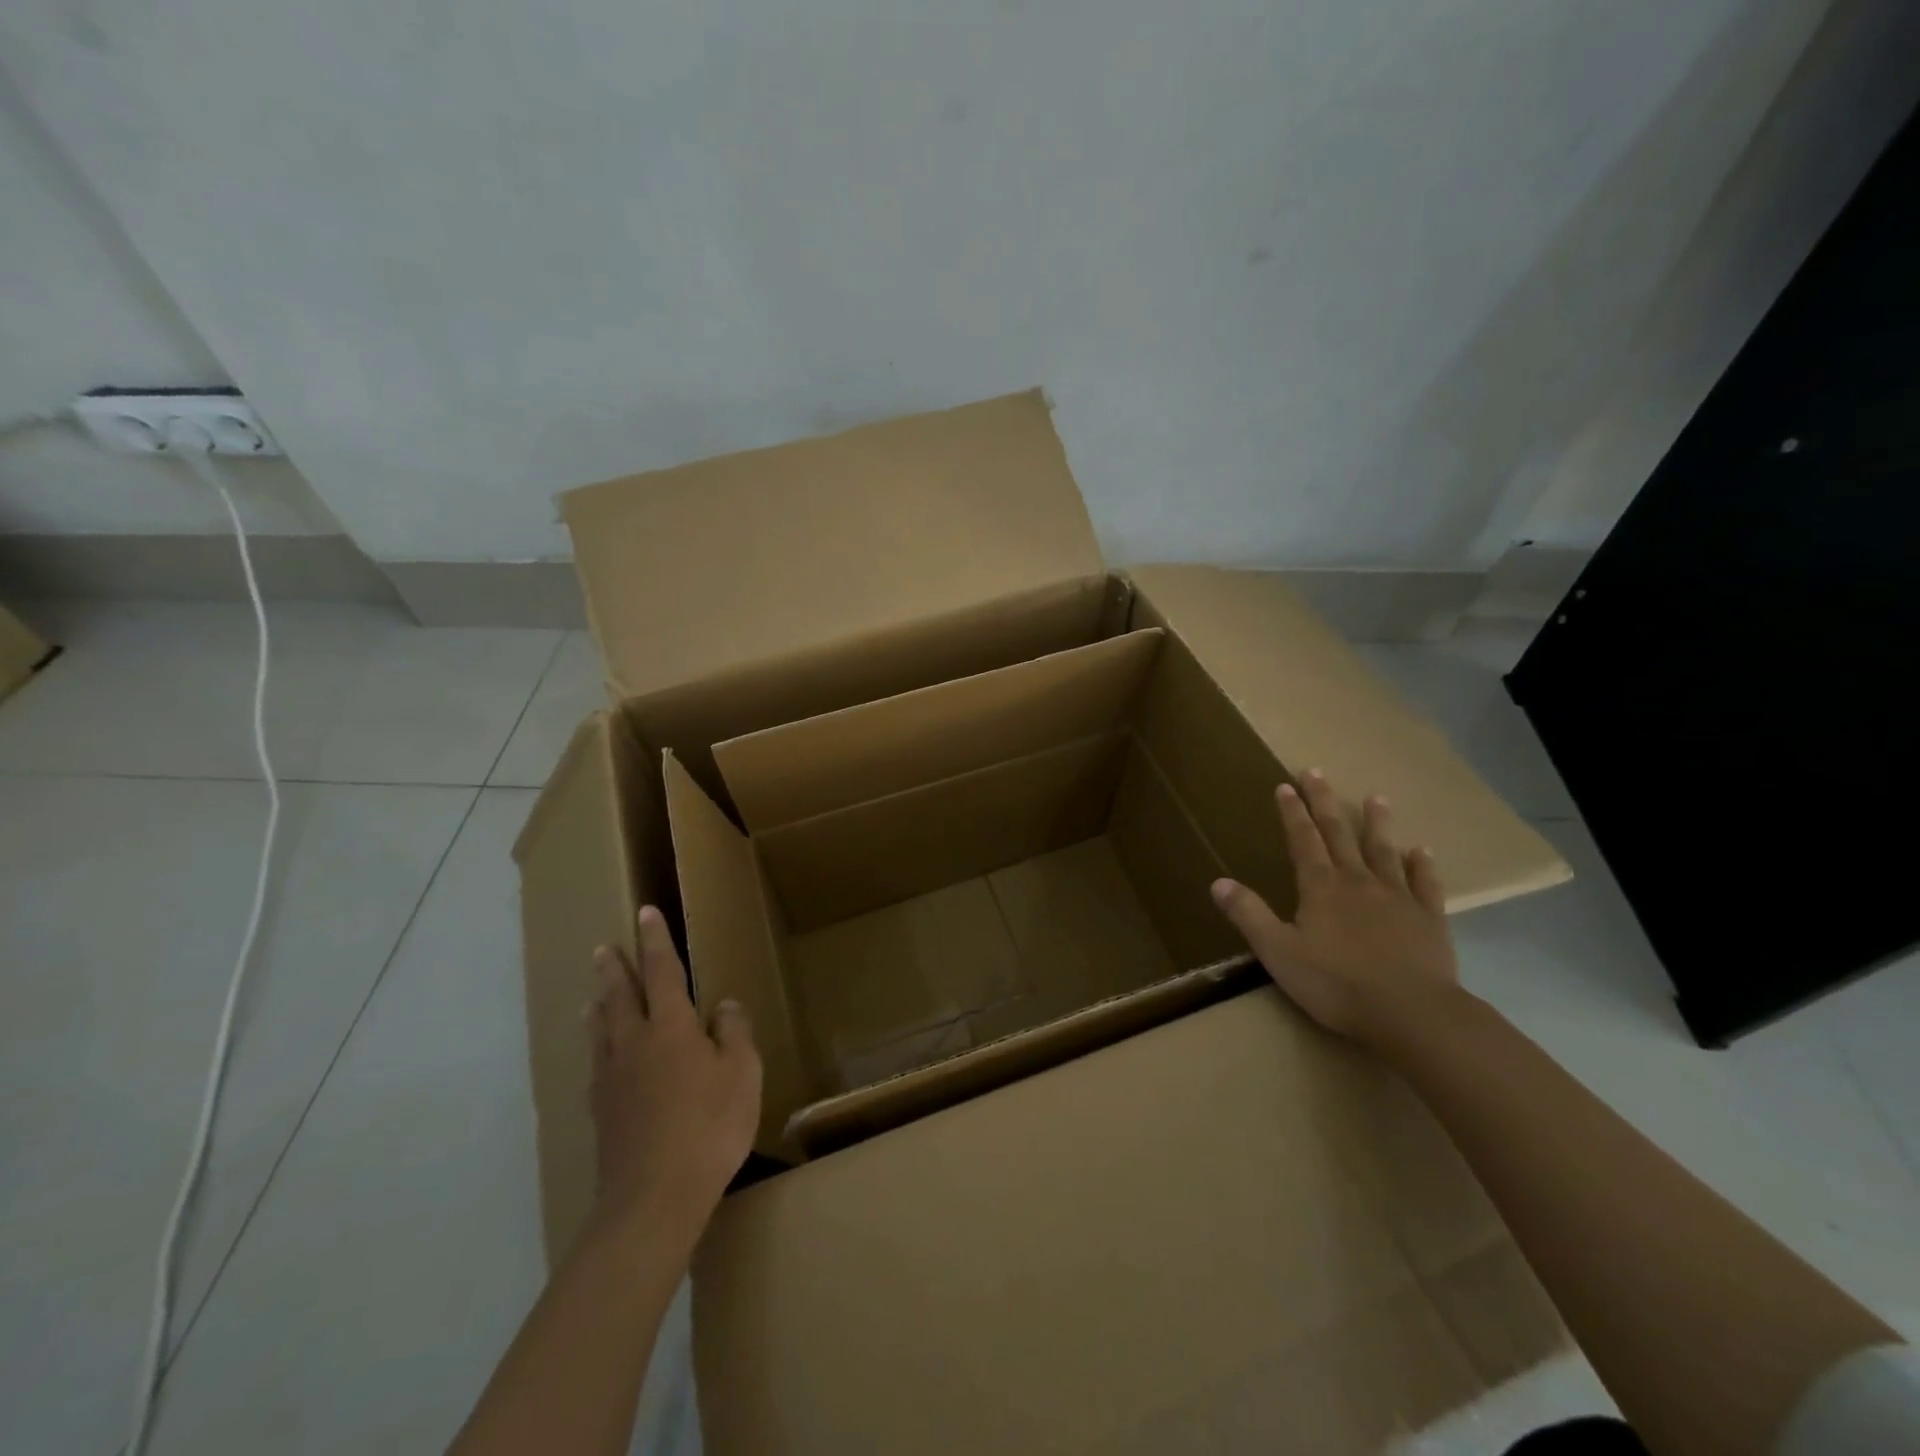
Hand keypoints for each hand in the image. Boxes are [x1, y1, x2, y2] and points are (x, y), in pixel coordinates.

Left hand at [588, 906, 761, 1254]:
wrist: (653, 1198)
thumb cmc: (709, 1125)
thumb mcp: (742, 1072)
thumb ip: (734, 1031)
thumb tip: (723, 1004)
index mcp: (670, 1027)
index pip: (661, 971)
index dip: (655, 940)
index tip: (645, 912)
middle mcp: (634, 1043)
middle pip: (620, 996)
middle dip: (615, 969)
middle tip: (604, 948)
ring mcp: (612, 1079)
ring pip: (602, 1030)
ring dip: (600, 1006)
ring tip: (595, 995)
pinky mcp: (602, 1113)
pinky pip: (597, 1065)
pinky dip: (598, 1048)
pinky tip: (601, 1059)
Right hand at [1210, 769, 1457, 1047]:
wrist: (1412, 1013)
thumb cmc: (1337, 984)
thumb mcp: (1278, 952)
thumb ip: (1249, 915)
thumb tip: (1217, 882)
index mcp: (1320, 888)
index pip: (1302, 840)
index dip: (1292, 812)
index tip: (1285, 785)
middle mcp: (1358, 882)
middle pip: (1338, 834)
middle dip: (1324, 802)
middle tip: (1316, 772)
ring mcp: (1397, 898)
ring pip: (1384, 851)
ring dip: (1377, 823)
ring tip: (1376, 798)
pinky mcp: (1429, 919)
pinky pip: (1424, 884)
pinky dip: (1421, 865)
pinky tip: (1421, 851)